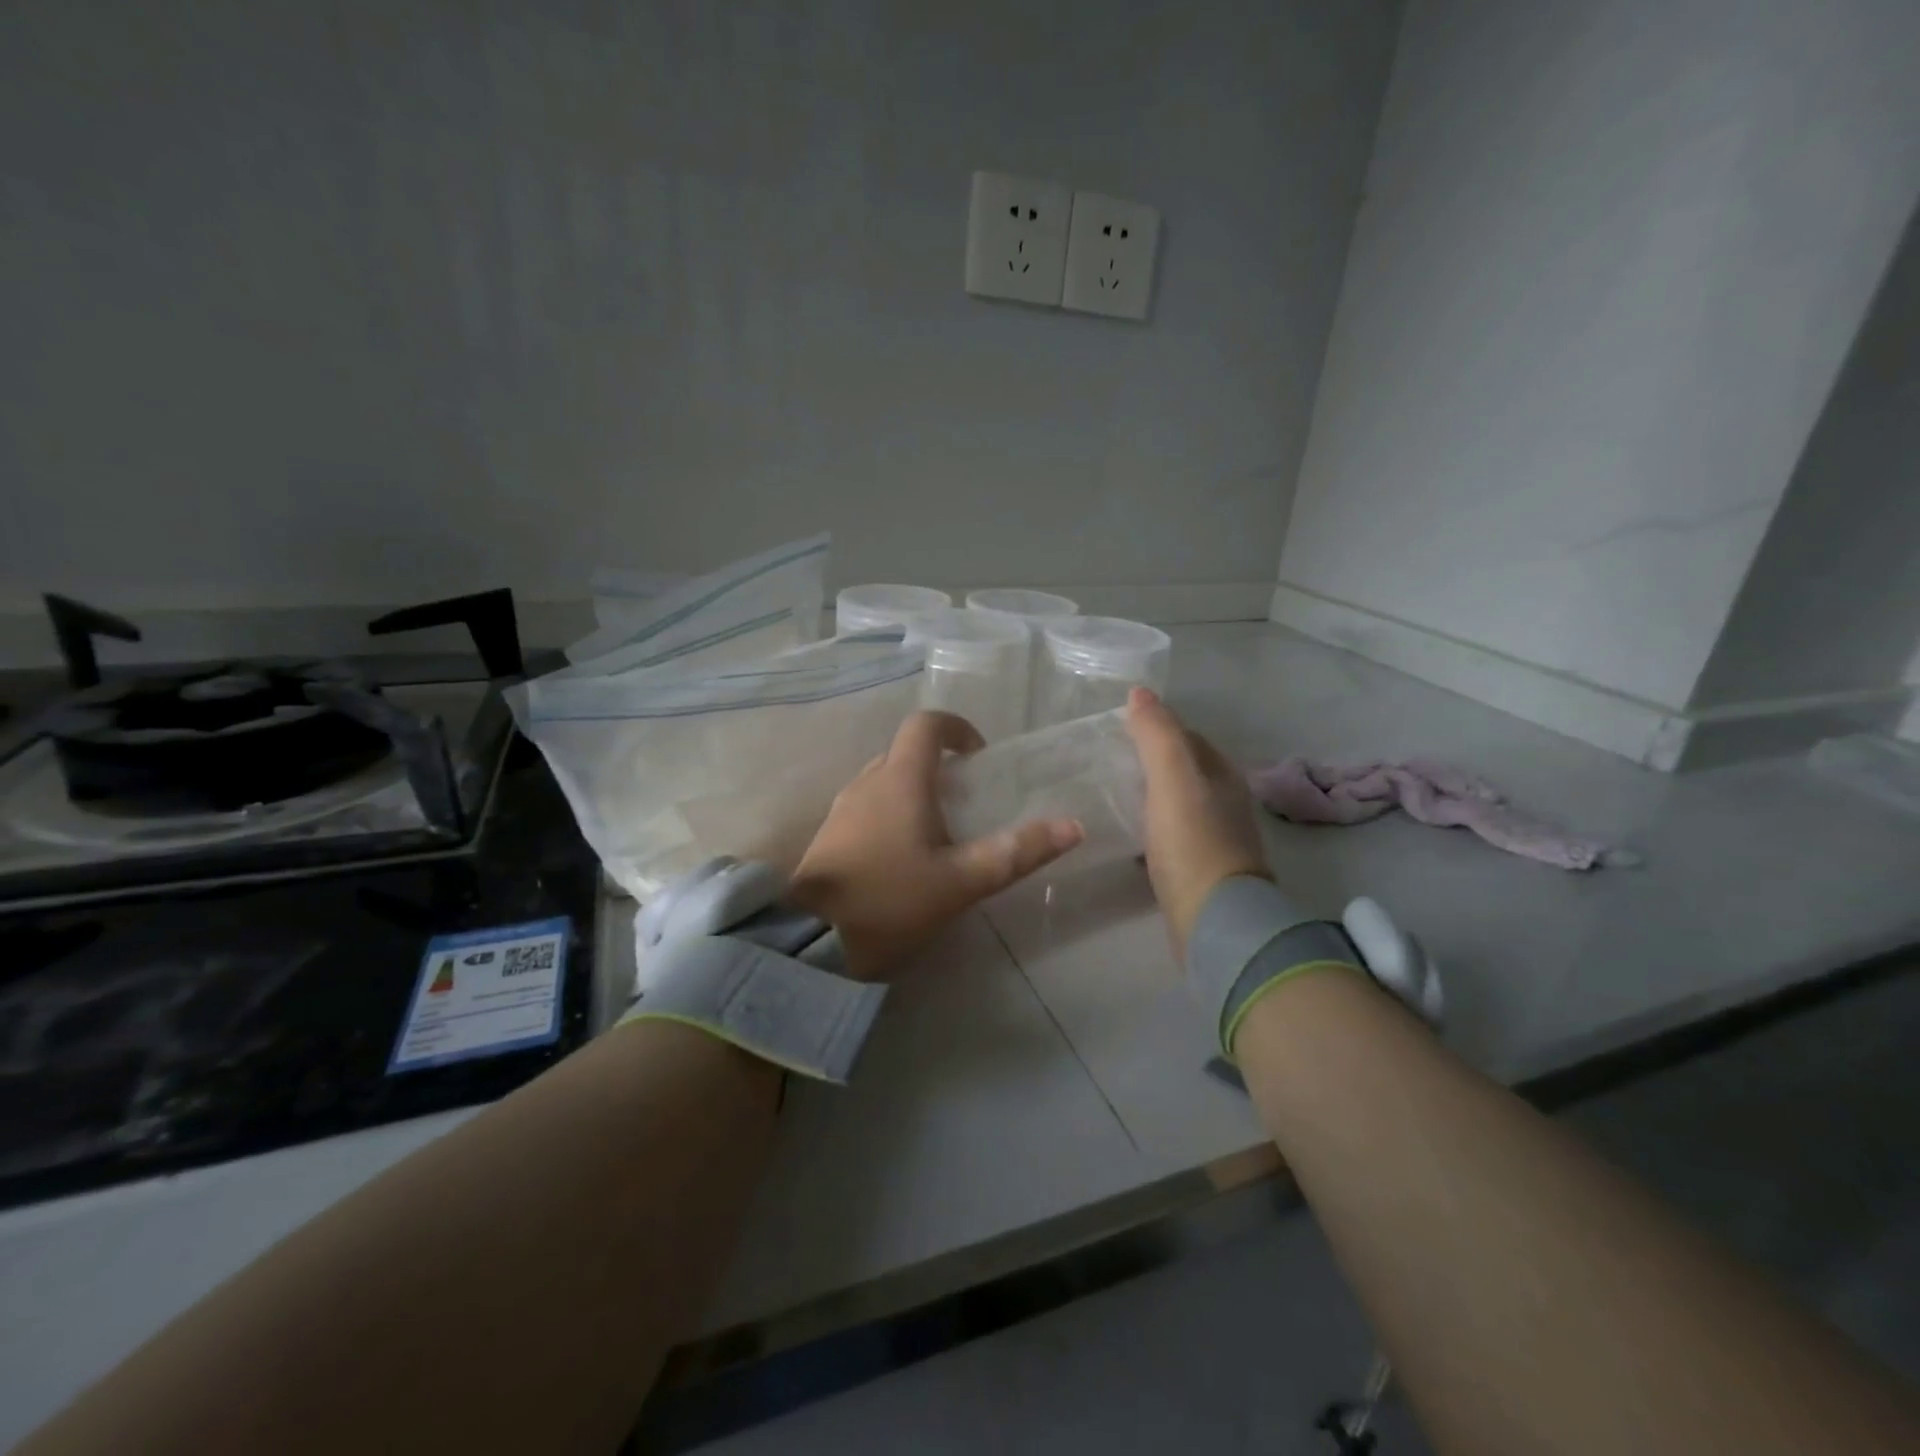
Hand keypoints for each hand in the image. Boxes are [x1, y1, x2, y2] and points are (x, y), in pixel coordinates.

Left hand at [788, 711, 1083, 979]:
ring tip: (943, 834)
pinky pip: (868, 807)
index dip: (957, 729)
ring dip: (916, 792)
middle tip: (969, 802)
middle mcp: (866, 783)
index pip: (926, 725)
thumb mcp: (961, 882)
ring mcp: (842, 809)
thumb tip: (1072, 826)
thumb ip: (1016, 853)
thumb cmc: (890, 902)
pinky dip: (893, 814)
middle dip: (941, 767)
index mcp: (899, 780)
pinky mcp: (828, 837)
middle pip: (905, 753)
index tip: (980, 755)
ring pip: (885, 781)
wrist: (808, 943)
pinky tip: (906, 857)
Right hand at [1124, 687, 1271, 957]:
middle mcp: (1224, 801)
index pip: (1187, 737)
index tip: (1119, 730)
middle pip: (1184, 770)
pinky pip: (1171, 836)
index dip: (1157, 728)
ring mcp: (1214, 838)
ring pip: (1177, 803)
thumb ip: (1157, 734)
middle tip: (1108, 761)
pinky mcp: (1199, 870)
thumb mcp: (1172, 778)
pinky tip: (1129, 836)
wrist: (1214, 920)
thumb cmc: (1193, 842)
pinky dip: (1151, 828)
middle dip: (1151, 761)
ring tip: (1112, 795)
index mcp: (1221, 774)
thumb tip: (1140, 692)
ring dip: (1150, 795)